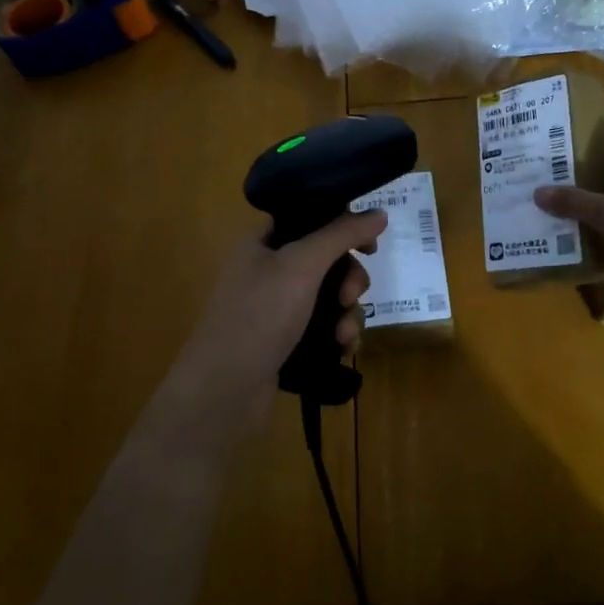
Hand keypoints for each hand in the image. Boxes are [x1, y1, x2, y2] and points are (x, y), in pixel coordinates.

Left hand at [166, 211, 385, 441]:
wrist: (224, 391)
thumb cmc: (259, 316)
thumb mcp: (301, 265)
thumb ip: (341, 234)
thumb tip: (379, 213)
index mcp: (263, 242)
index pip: (310, 218)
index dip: (343, 226)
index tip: (369, 245)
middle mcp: (269, 270)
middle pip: (327, 260)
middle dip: (349, 279)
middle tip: (349, 296)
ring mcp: (277, 308)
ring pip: (331, 296)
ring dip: (348, 312)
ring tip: (343, 335)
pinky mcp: (287, 341)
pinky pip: (325, 327)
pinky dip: (338, 334)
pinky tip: (342, 349)